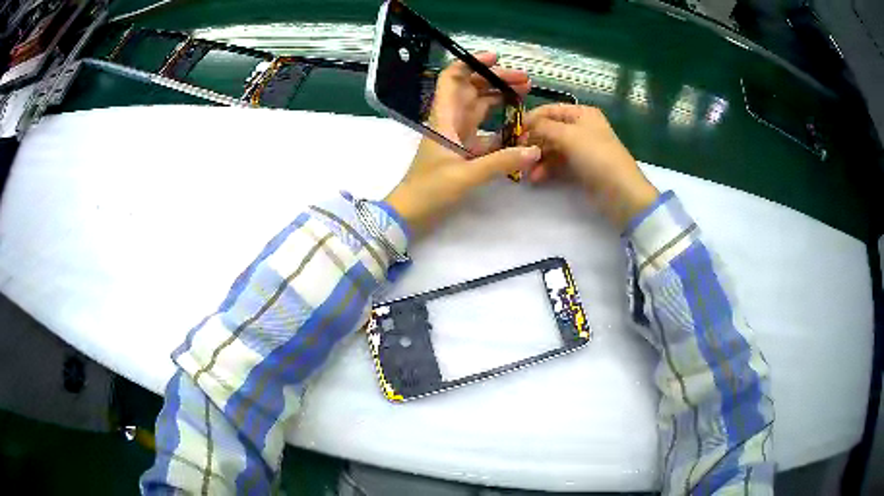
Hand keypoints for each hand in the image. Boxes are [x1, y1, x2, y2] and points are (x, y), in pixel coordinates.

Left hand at [385, 52, 540, 233]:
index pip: (452, 79)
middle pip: (472, 90)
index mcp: (444, 118)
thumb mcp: (465, 176)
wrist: (410, 214)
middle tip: (525, 81)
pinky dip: (501, 127)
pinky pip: (485, 132)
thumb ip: (500, 163)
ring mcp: (457, 137)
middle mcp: (450, 121)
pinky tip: (518, 128)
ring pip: (479, 108)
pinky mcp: (463, 152)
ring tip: (525, 95)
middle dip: (496, 80)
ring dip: (499, 98)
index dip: (471, 63)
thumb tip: (534, 150)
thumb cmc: (429, 191)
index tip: (496, 59)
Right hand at [522, 104, 659, 229]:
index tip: (512, 132)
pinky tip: (536, 178)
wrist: (620, 192)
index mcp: (582, 113)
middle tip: (517, 153)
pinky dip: (546, 169)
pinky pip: (558, 163)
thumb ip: (543, 126)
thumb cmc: (596, 156)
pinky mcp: (580, 168)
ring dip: (537, 158)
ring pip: (551, 148)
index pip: (549, 110)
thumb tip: (525, 125)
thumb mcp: (568, 135)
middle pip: (549, 129)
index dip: (531, 119)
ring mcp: (581, 149)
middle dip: (533, 141)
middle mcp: (581, 127)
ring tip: (525, 171)